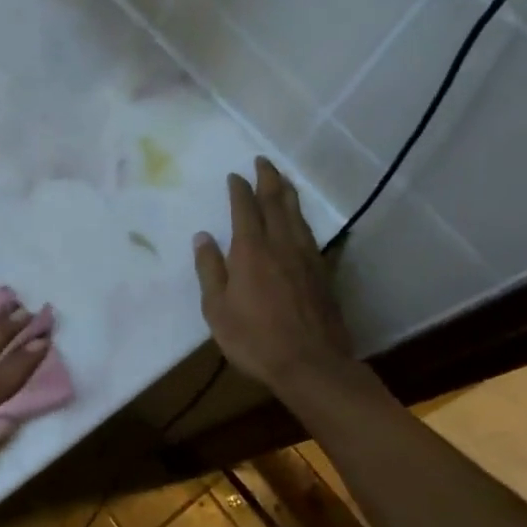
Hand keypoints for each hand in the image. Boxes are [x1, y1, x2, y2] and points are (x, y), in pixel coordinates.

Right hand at [193, 157, 358, 402]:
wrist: (311, 365)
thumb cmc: (254, 339)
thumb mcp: (217, 309)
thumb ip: (210, 270)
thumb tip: (203, 237)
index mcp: (251, 251)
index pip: (245, 209)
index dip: (239, 189)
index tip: (235, 175)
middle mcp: (281, 245)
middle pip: (276, 203)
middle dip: (269, 179)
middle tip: (263, 161)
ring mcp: (306, 258)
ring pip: (297, 215)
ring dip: (288, 194)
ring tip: (282, 181)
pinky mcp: (322, 274)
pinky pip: (310, 234)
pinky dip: (301, 219)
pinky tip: (300, 222)